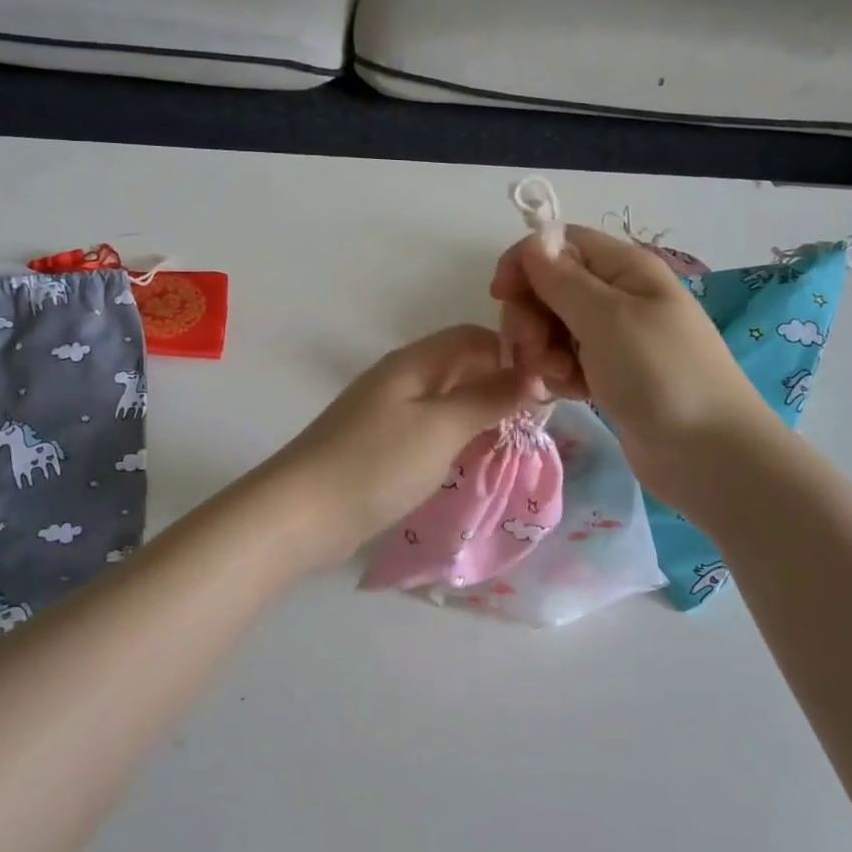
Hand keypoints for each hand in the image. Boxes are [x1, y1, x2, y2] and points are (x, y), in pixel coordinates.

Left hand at [270, 326, 537, 563]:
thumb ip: (489, 398)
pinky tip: (473, 459)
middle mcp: (400, 378)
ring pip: (446, 400)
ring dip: (480, 413)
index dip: (513, 352)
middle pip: (460, 367)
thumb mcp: (442, 428)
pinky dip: (456, 438)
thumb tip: (537, 373)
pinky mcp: (380, 446)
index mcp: (414, 362)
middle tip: (539, 418)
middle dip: (500, 384)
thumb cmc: (377, 463)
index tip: (550, 384)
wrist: (302, 514)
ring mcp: (386, 413)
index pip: (473, 337)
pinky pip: (429, 430)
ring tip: (515, 440)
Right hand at [490, 226, 769, 501]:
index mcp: (624, 268)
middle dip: (530, 317)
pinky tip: (568, 395)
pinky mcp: (608, 375)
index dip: (525, 263)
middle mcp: (617, 296)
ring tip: (557, 380)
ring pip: (552, 329)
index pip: (559, 244)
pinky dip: (559, 376)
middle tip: (534, 351)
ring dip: (542, 352)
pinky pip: (566, 362)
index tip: (501, 296)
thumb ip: (562, 279)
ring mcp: (613, 338)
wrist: (708, 454)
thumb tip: (532, 243)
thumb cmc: (661, 375)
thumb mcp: (607, 318)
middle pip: (549, 288)